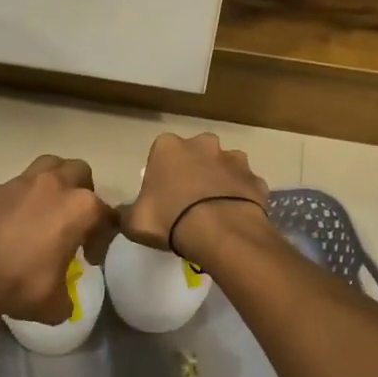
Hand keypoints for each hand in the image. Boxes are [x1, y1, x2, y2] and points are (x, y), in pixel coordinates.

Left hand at [0, 156, 116, 323]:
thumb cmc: (21, 285)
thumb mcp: (55, 304)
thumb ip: (66, 296)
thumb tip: (62, 300)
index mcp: (79, 208)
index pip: (104, 214)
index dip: (101, 237)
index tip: (89, 258)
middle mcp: (53, 185)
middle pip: (79, 171)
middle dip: (82, 190)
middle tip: (73, 219)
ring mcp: (18, 183)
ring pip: (45, 166)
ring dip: (51, 182)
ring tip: (44, 209)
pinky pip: (7, 189)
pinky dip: (12, 201)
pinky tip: (5, 224)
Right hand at [123, 132, 269, 262]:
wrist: (220, 232)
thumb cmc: (169, 219)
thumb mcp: (134, 222)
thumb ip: (126, 213)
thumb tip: (122, 213)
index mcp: (168, 147)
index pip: (161, 153)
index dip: (162, 174)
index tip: (162, 195)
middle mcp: (202, 144)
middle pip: (196, 154)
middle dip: (194, 170)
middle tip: (189, 200)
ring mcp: (234, 159)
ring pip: (224, 166)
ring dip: (220, 181)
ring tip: (215, 209)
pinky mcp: (255, 178)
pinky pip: (245, 186)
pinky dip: (242, 197)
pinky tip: (235, 217)